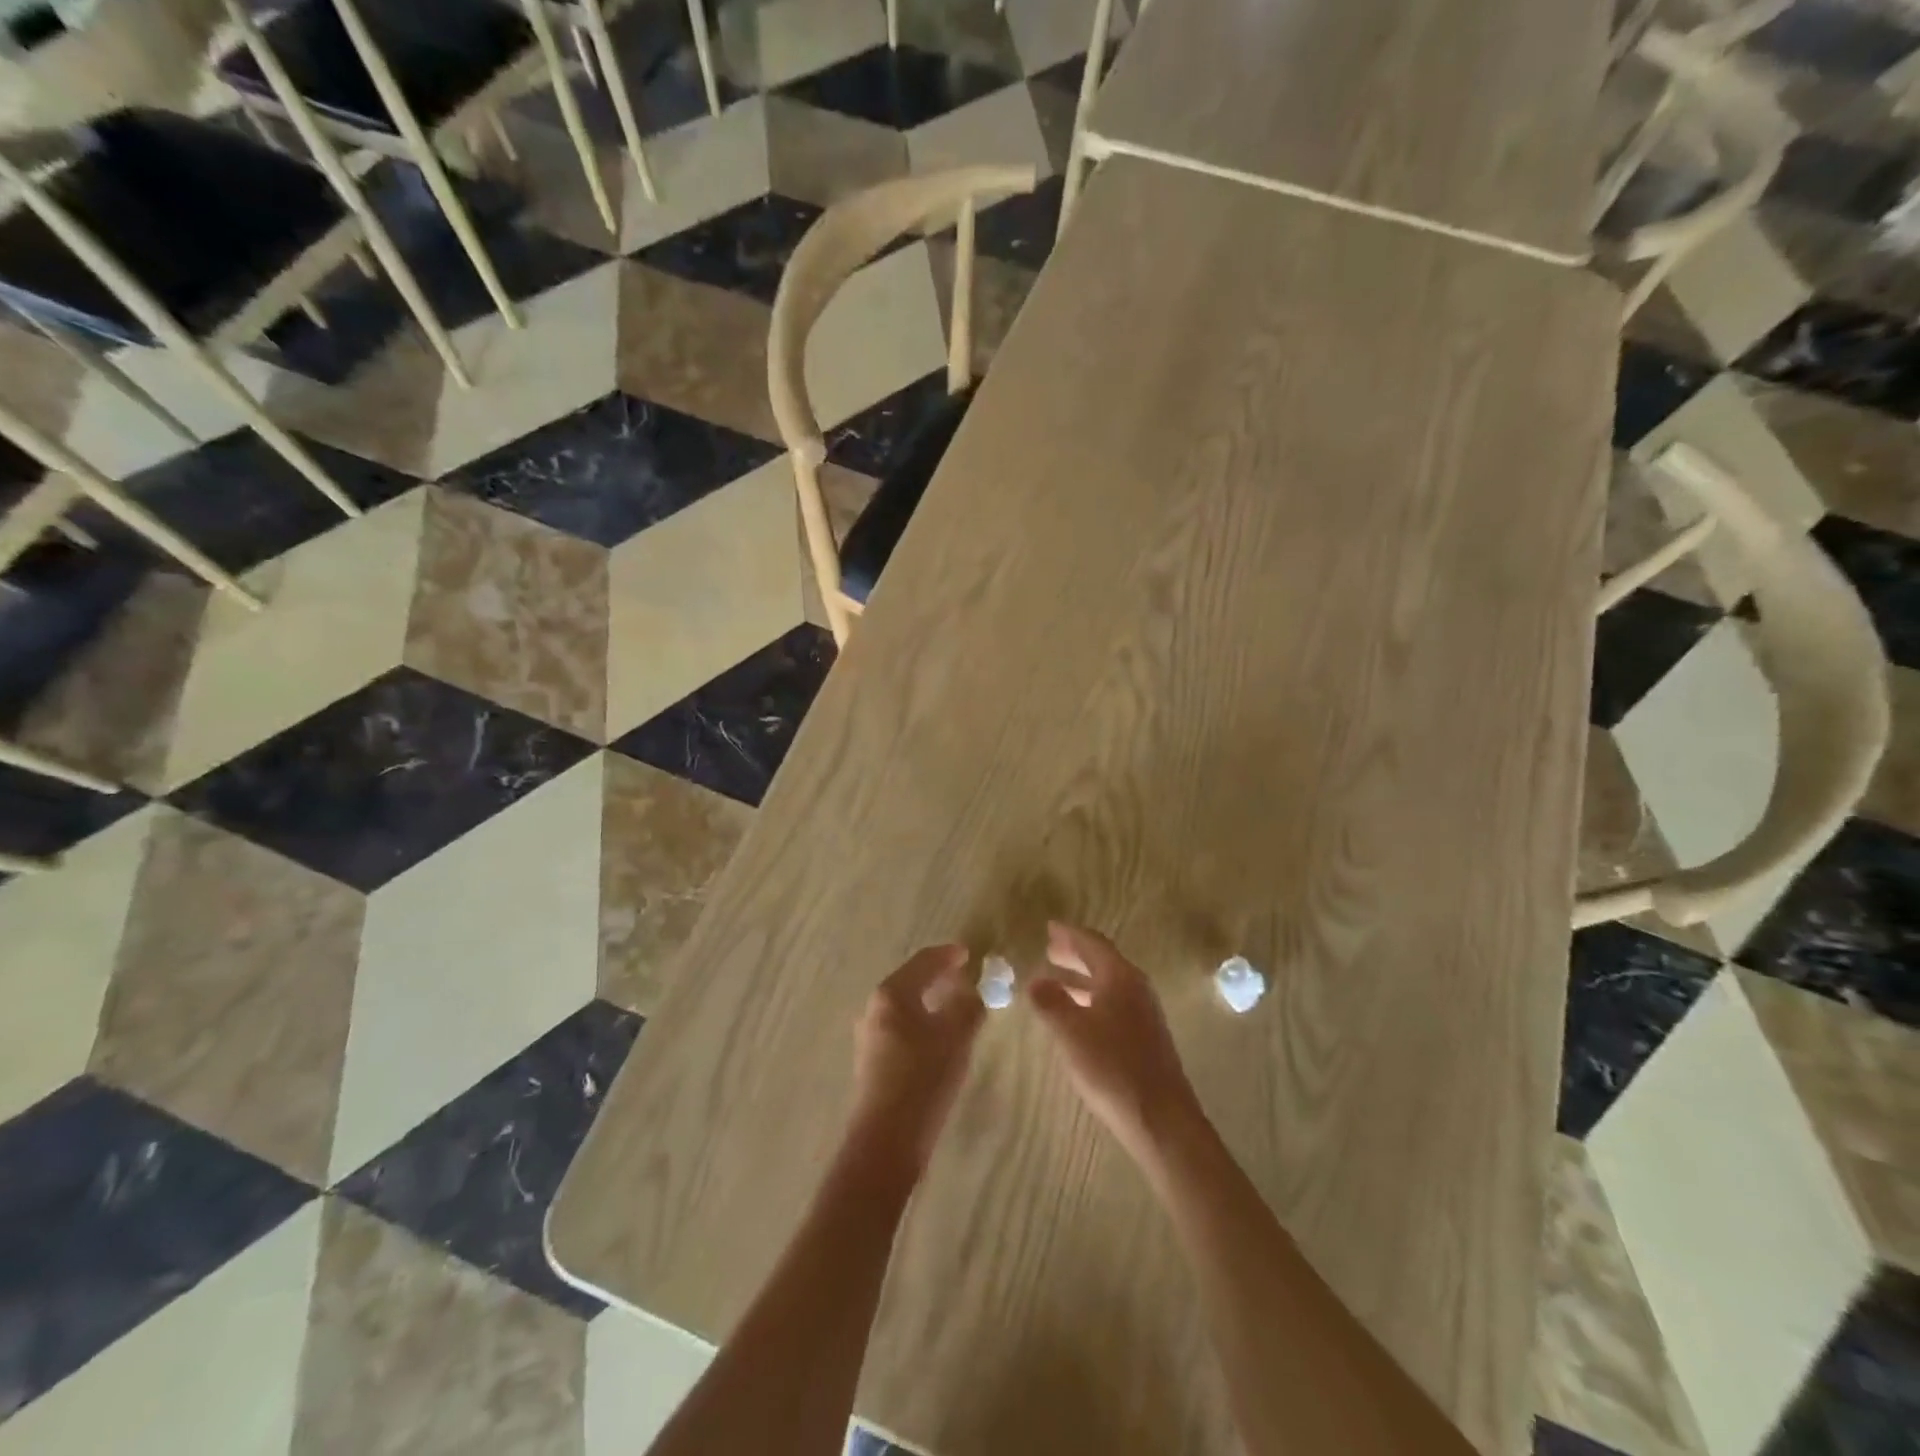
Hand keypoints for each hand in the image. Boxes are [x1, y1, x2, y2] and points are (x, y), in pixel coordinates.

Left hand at [849, 944, 984, 1177]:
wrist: (887, 1140)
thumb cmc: (923, 1078)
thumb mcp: (956, 1037)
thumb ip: (968, 1006)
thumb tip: (973, 990)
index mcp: (892, 994)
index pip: (923, 961)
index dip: (948, 955)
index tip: (969, 953)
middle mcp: (874, 1008)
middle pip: (911, 981)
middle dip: (939, 977)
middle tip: (965, 978)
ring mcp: (869, 1035)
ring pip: (905, 1006)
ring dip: (930, 1001)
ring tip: (956, 1007)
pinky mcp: (872, 1060)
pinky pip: (901, 1027)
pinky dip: (922, 1021)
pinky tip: (938, 1037)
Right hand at [1029, 922, 1204, 1161]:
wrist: (1161, 1119)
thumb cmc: (1113, 1068)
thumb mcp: (1071, 1032)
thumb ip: (1050, 1002)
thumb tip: (1034, 979)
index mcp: (1120, 977)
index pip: (1093, 943)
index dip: (1069, 934)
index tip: (1049, 927)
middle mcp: (1136, 988)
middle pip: (1102, 961)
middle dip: (1075, 954)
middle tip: (1049, 949)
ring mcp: (1144, 1014)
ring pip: (1107, 984)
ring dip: (1080, 978)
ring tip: (1054, 980)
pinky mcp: (1145, 1037)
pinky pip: (1112, 1003)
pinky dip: (1090, 999)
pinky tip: (1076, 1016)